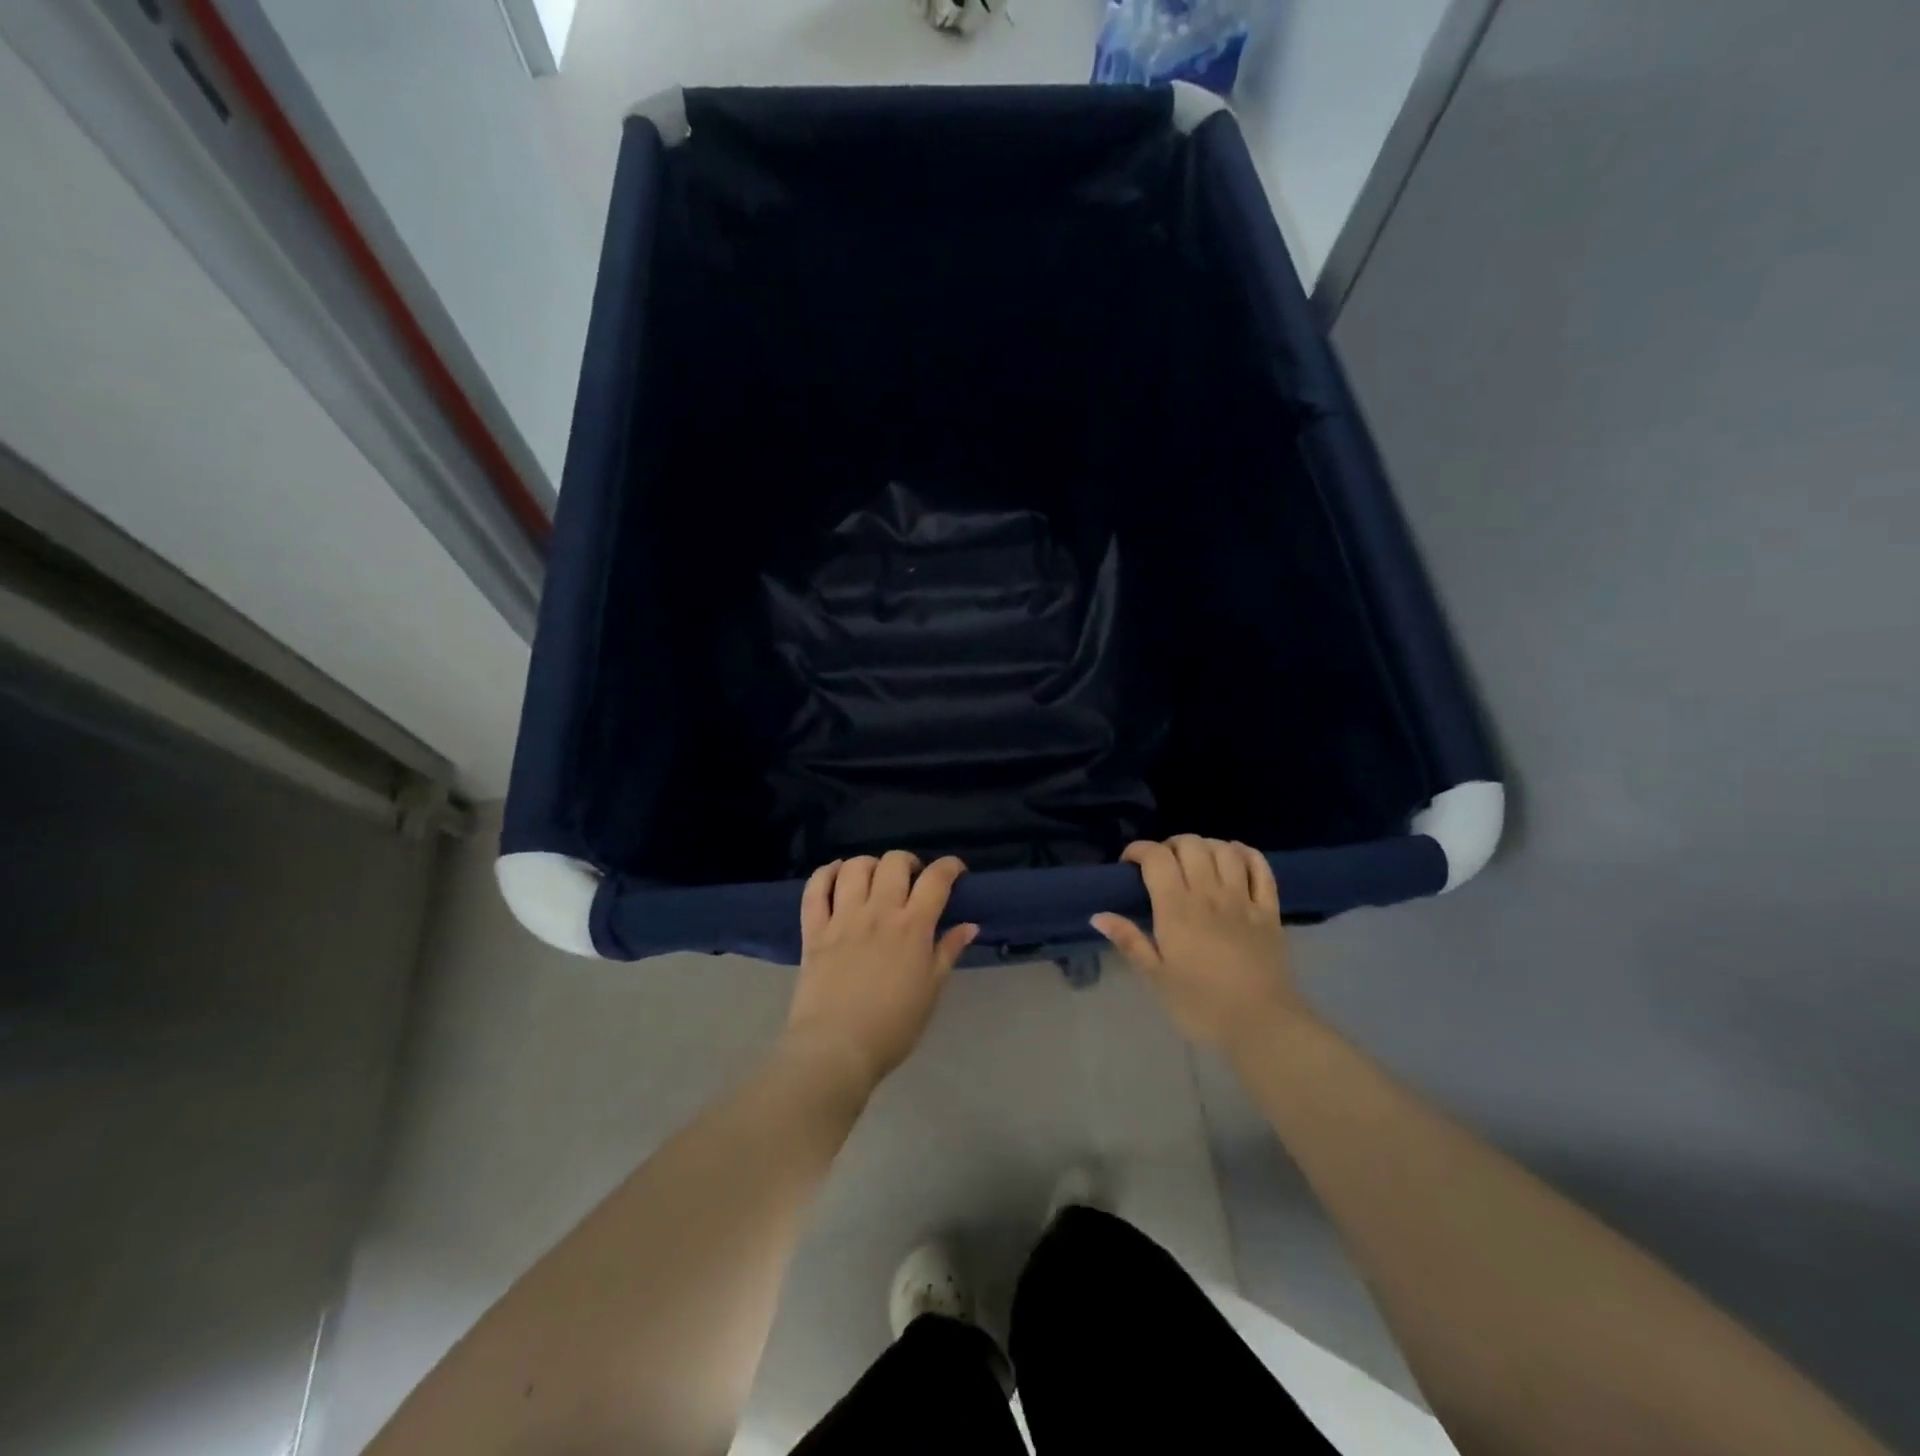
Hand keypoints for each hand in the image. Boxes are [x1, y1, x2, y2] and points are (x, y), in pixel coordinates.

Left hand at [783, 852, 976, 1093]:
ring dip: (870, 864)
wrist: (836, 1048)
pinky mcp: (813, 930)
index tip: (955, 871)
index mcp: (912, 927)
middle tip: (912, 879)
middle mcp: (878, 912)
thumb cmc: (893, 1026)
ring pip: (855, 867)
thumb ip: (948, 952)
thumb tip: (969, 925)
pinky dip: (825, 873)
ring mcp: (842, 918)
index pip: (936, 879)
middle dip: (909, 862)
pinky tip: (836, 874)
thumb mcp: (931, 990)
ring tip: (875, 879)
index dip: (950, 866)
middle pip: (894, 862)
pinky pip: (815, 889)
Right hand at [1091, 836, 1305, 1051]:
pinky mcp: (1269, 911)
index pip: (1156, 858)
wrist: (1262, 1026)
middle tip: (1161, 865)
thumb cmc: (1201, 1006)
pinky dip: (1246, 854)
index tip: (1128, 864)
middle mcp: (1209, 894)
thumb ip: (1129, 941)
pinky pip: (1261, 868)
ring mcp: (1243, 899)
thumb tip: (1098, 915)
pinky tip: (1235, 857)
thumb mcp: (1156, 978)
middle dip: (1170, 845)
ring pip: (1224, 850)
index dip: (1139, 850)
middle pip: (1190, 845)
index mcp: (1177, 909)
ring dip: (1205, 846)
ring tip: (1195, 861)